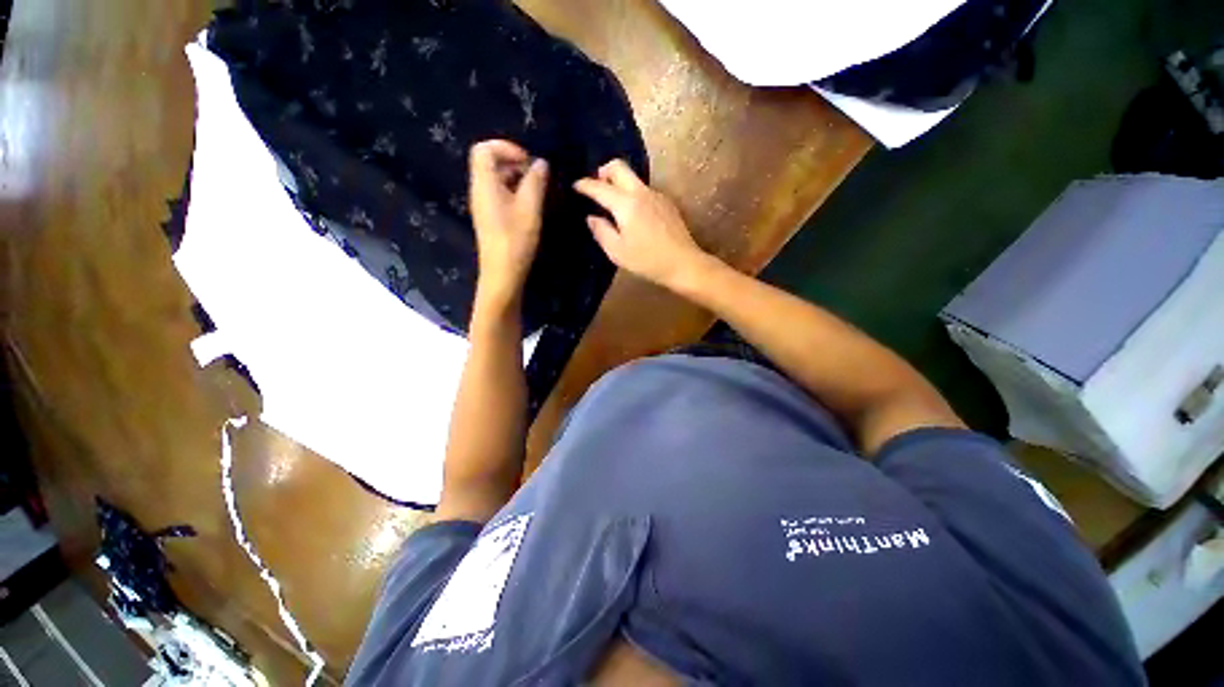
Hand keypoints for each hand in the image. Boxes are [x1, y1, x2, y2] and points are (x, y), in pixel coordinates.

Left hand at [469, 139, 548, 305]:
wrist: (502, 273)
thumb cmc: (515, 240)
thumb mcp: (530, 208)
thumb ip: (536, 182)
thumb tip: (541, 163)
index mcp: (484, 184)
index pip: (484, 149)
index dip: (506, 147)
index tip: (528, 161)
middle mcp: (479, 190)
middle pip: (490, 162)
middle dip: (515, 162)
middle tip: (537, 176)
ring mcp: (483, 205)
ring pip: (496, 179)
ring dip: (517, 179)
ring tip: (538, 192)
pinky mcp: (490, 218)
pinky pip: (499, 194)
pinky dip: (515, 192)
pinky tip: (530, 206)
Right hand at [574, 160, 711, 289]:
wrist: (683, 263)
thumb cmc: (647, 261)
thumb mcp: (617, 251)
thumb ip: (601, 231)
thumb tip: (592, 217)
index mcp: (626, 204)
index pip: (600, 187)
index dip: (585, 185)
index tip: (575, 186)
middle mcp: (641, 192)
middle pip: (619, 167)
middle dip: (603, 172)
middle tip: (595, 186)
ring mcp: (656, 195)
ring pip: (633, 178)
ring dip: (619, 183)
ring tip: (612, 202)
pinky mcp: (666, 203)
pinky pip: (644, 190)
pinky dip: (632, 194)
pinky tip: (632, 213)